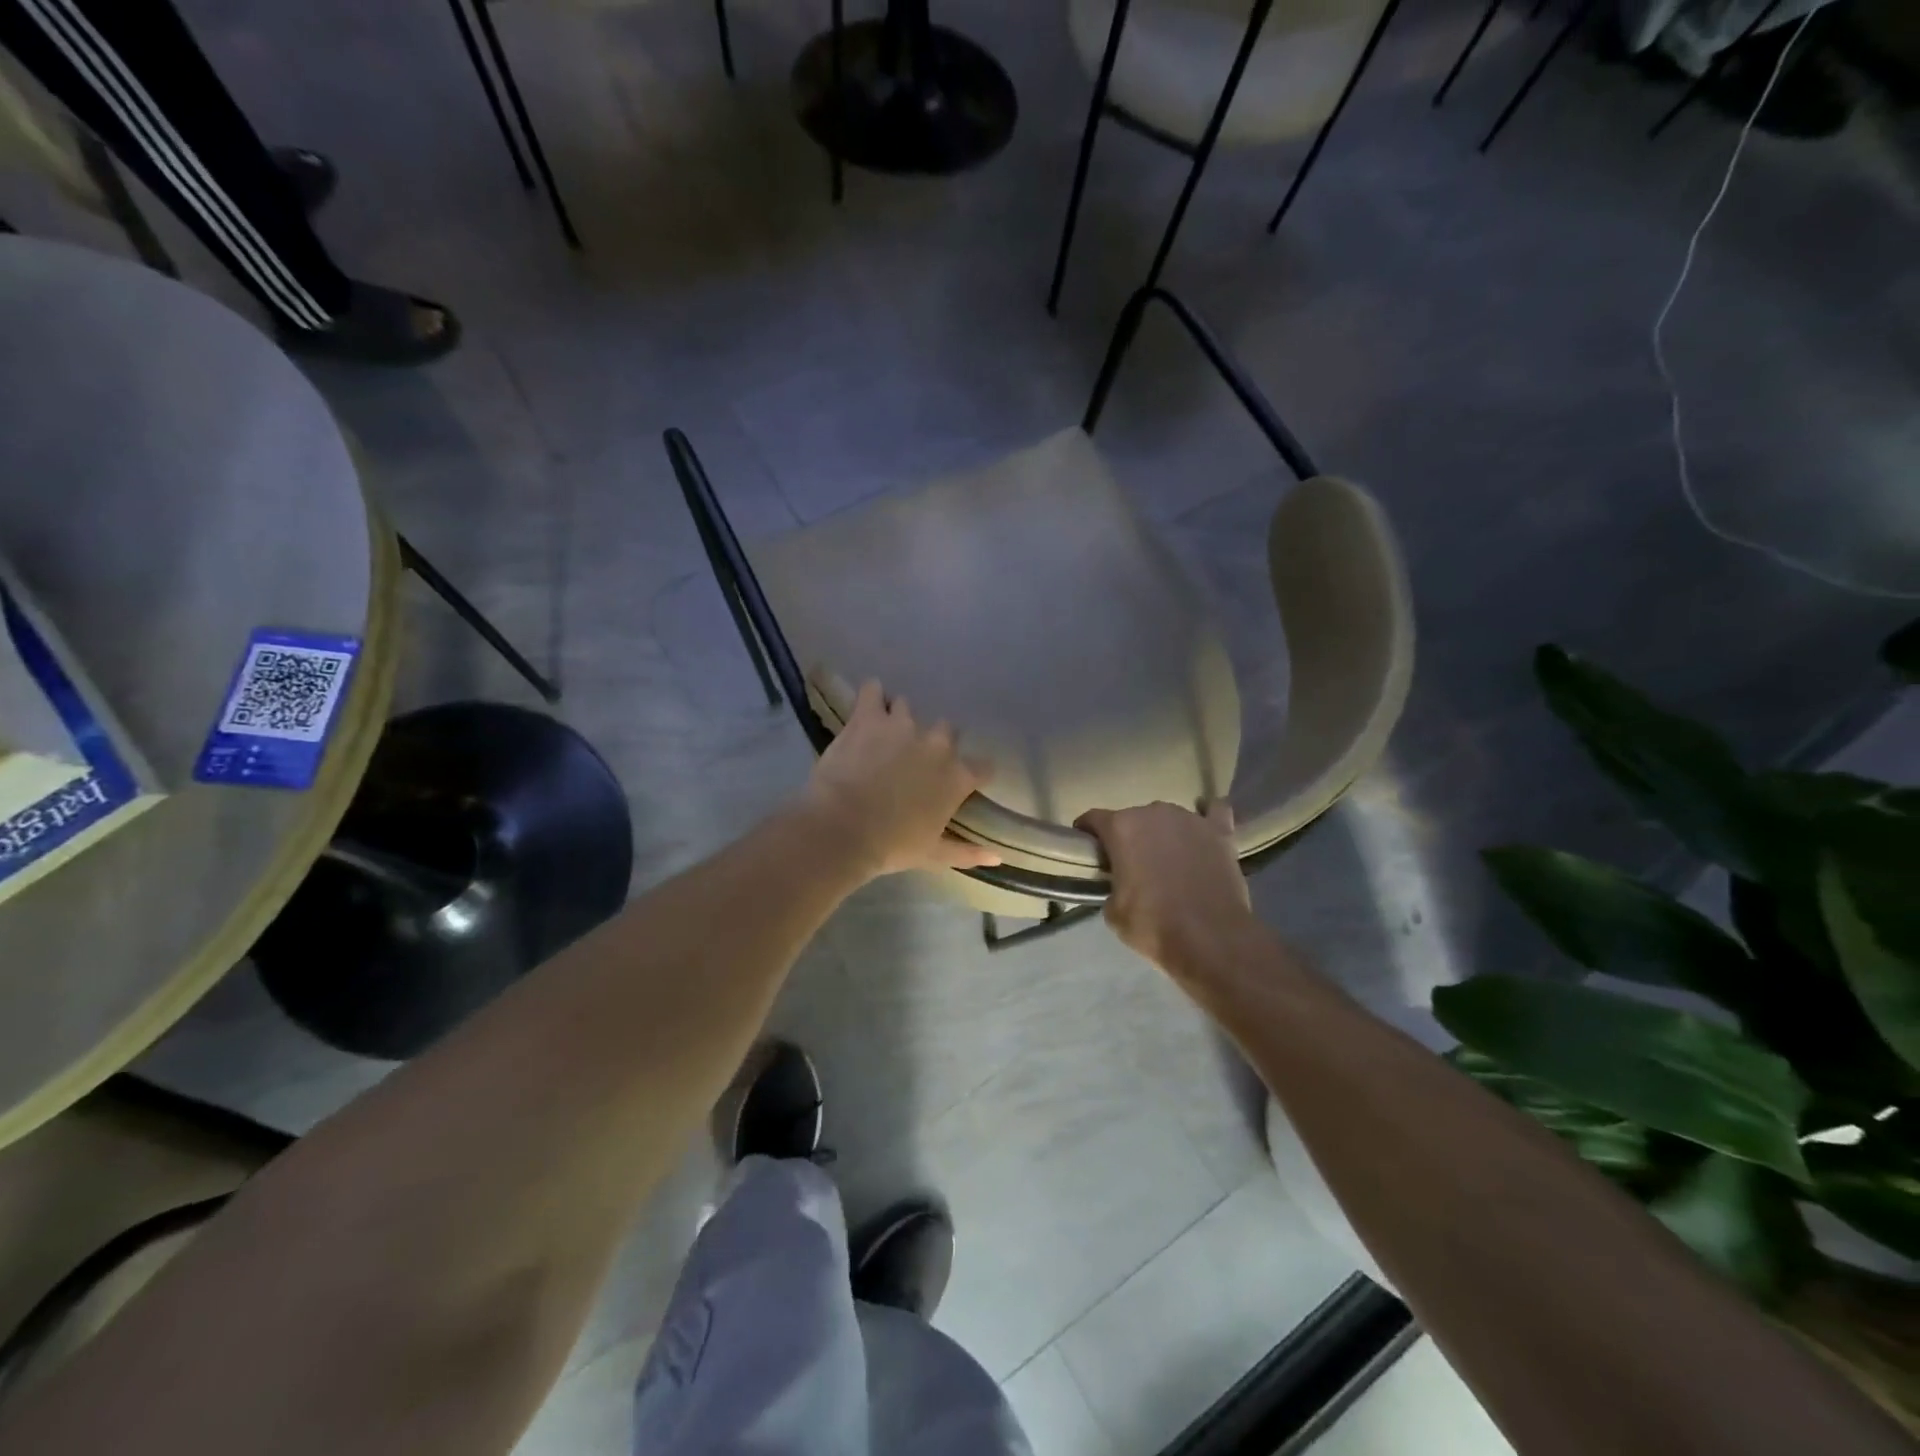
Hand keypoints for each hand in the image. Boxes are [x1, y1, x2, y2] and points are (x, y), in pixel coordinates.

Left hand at [802, 681, 1000, 879]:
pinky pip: (873, 691)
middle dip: (933, 743)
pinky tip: (867, 703)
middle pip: (947, 731)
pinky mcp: (869, 716)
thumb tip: (998, 858)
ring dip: (900, 720)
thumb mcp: (934, 855)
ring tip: (883, 737)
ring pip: (908, 708)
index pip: (983, 766)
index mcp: (957, 776)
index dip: (972, 773)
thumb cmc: (892, 846)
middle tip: (912, 762)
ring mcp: (903, 725)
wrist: (842, 828)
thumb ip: (968, 852)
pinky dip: (871, 695)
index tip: (959, 783)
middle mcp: (937, 744)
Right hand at [1075, 801, 1254, 972]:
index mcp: (1121, 828)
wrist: (1209, 939)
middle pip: (1133, 817)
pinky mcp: (1220, 832)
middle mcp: (1153, 813)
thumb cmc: (1153, 926)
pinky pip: (1214, 812)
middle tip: (1133, 863)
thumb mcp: (1113, 911)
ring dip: (1164, 832)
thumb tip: (1122, 884)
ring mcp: (1190, 819)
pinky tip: (1204, 830)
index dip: (1088, 831)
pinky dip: (1208, 817)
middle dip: (1129, 836)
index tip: (1088, 845)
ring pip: (1169, 817)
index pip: (1094, 818)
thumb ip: (1112, 885)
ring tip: (1170, 857)